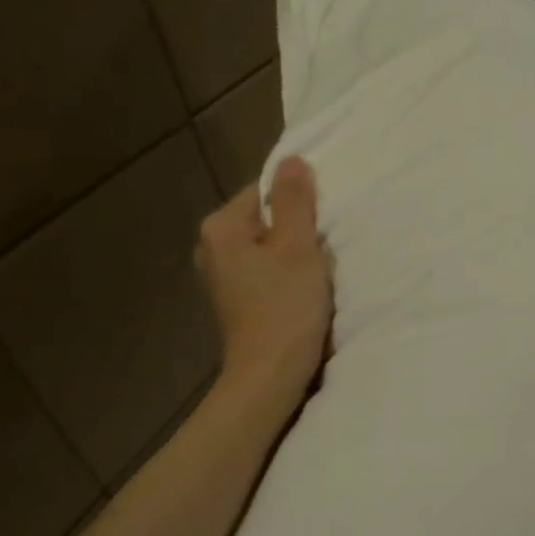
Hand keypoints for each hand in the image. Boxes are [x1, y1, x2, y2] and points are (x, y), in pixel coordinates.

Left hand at [194, 156, 332, 413]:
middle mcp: (211, 248)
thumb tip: (292, 160)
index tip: (322, 226)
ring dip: (295, 255)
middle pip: (266, 220)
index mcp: (220, 228)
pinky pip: (265, 271)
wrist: (270, 375)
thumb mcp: (298, 247)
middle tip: (323, 250)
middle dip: (297, 231)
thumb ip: (295, 202)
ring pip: (268, 247)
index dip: (298, 204)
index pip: (264, 191)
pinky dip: (286, 275)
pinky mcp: (235, 299)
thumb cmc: (286, 307)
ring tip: (316, 273)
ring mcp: (221, 276)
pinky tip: (303, 292)